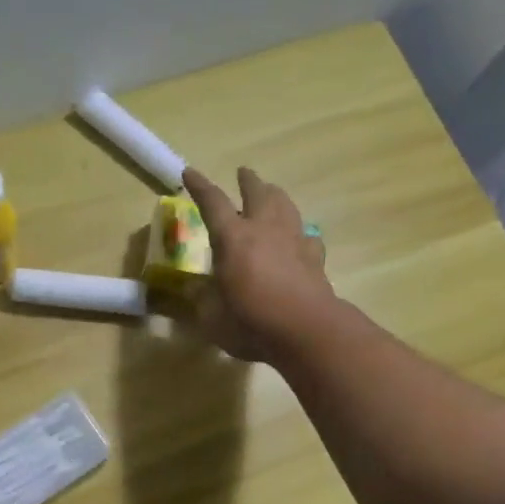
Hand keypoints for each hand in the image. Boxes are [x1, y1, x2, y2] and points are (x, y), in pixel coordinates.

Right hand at [182, 167, 333, 362]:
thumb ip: (202, 298)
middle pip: (258, 193)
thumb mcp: (212, 317)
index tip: (190, 172)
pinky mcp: (314, 258)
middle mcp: (264, 229)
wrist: (307, 331)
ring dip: (276, 195)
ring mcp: (293, 240)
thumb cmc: (251, 322)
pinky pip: (306, 236)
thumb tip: (194, 287)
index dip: (200, 187)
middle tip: (243, 173)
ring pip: (286, 205)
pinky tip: (298, 238)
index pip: (212, 203)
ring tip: (271, 193)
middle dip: (248, 181)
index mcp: (232, 238)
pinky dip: (299, 233)